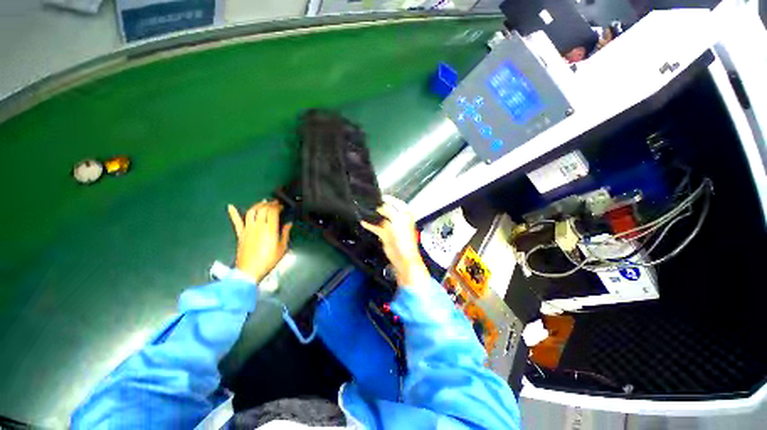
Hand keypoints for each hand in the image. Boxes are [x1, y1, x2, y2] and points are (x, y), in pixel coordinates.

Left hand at [227, 200, 291, 282]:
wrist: (249, 270)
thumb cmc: (268, 260)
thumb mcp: (282, 247)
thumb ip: (285, 234)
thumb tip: (288, 224)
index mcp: (270, 229)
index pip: (273, 212)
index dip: (277, 206)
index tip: (281, 206)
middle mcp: (258, 226)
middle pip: (263, 209)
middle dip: (269, 204)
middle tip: (274, 203)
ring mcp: (248, 229)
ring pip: (251, 212)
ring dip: (257, 205)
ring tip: (262, 203)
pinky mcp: (240, 234)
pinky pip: (236, 222)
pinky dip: (233, 214)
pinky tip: (231, 207)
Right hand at [361, 196, 430, 286]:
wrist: (403, 258)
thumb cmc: (404, 239)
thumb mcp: (397, 221)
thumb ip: (389, 212)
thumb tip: (379, 206)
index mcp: (405, 215)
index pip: (397, 203)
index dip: (389, 199)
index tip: (379, 196)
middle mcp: (399, 220)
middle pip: (388, 210)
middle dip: (379, 207)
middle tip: (370, 203)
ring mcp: (392, 228)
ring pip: (382, 218)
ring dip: (374, 216)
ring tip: (365, 210)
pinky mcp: (386, 235)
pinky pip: (377, 228)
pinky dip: (371, 225)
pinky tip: (363, 222)